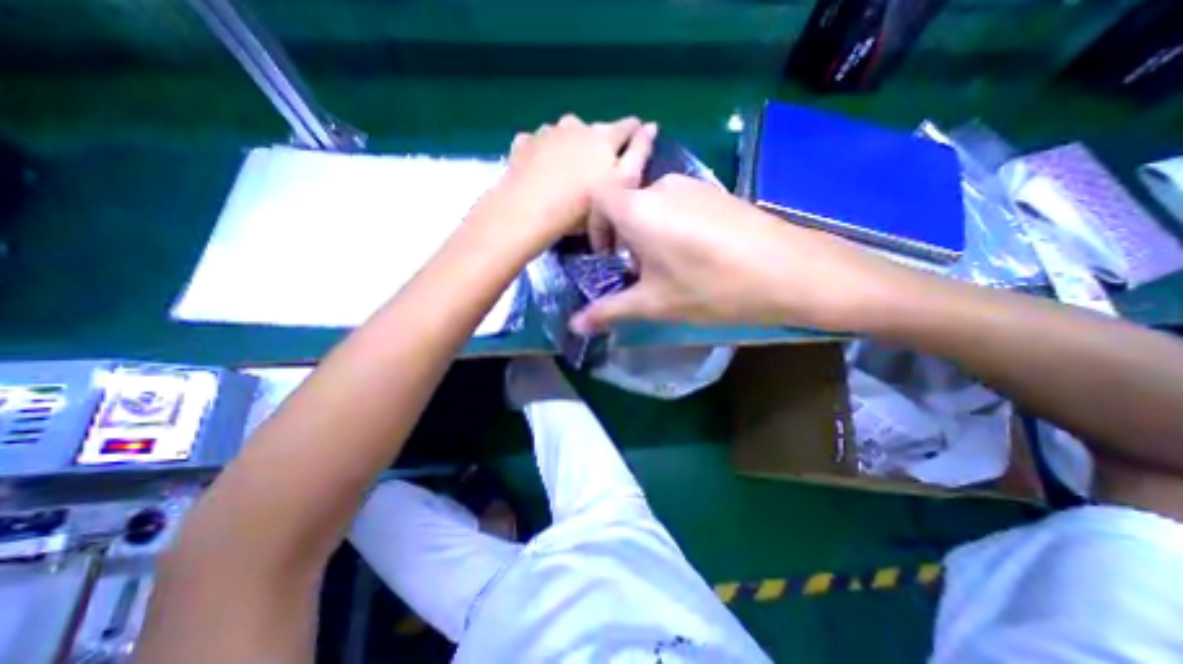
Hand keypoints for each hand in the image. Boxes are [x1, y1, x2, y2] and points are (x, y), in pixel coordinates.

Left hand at [495, 113, 656, 243]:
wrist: (530, 210)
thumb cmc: (581, 204)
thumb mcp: (620, 184)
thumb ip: (639, 154)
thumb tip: (651, 127)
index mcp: (603, 136)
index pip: (626, 126)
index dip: (634, 132)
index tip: (636, 138)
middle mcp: (576, 125)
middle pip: (593, 130)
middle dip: (598, 143)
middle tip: (595, 167)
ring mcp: (547, 131)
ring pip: (564, 133)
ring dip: (569, 144)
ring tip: (565, 168)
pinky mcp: (524, 143)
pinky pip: (538, 142)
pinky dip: (543, 151)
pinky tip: (540, 166)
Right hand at [568, 175, 901, 333]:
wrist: (789, 270)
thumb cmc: (711, 287)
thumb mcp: (654, 303)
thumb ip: (609, 311)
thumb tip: (575, 326)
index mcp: (640, 208)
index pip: (598, 198)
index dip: (595, 226)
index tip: (607, 257)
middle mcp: (663, 186)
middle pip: (626, 203)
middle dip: (622, 236)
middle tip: (637, 270)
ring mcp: (695, 186)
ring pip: (654, 205)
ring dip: (648, 232)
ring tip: (666, 266)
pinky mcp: (718, 193)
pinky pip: (681, 204)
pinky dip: (673, 226)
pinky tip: (696, 254)